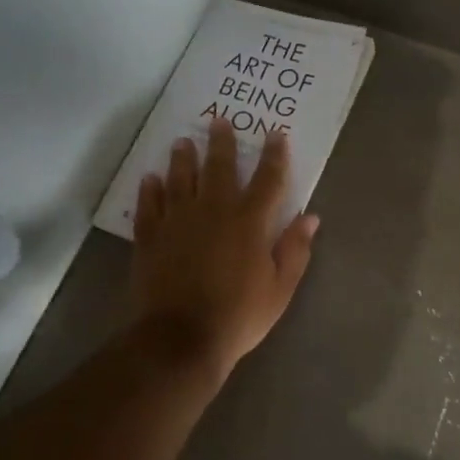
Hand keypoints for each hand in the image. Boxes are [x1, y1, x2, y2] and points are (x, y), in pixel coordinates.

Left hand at [132, 119, 319, 382]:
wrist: (182, 338)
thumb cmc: (239, 315)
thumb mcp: (280, 288)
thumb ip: (295, 250)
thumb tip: (310, 217)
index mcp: (249, 222)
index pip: (268, 179)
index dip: (274, 155)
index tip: (276, 134)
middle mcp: (213, 211)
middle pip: (219, 168)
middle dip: (222, 143)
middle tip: (218, 120)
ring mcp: (178, 222)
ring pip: (180, 180)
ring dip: (183, 159)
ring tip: (182, 142)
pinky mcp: (151, 238)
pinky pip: (149, 206)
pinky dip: (150, 190)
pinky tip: (150, 178)